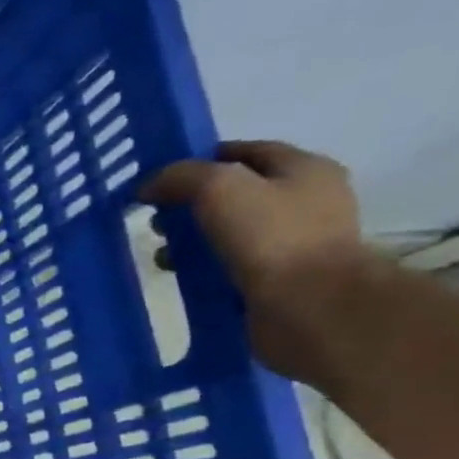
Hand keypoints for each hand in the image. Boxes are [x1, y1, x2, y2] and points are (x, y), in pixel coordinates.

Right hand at [140, 141, 378, 382]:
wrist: (311, 306)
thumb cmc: (271, 237)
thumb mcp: (218, 188)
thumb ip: (179, 177)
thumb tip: (148, 186)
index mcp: (304, 169)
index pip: (244, 152)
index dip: (199, 159)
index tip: (159, 178)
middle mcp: (305, 201)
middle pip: (234, 192)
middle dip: (189, 203)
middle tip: (155, 219)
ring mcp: (294, 242)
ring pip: (228, 230)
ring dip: (191, 238)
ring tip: (161, 253)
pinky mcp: (279, 278)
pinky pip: (230, 263)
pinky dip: (202, 266)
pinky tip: (179, 274)